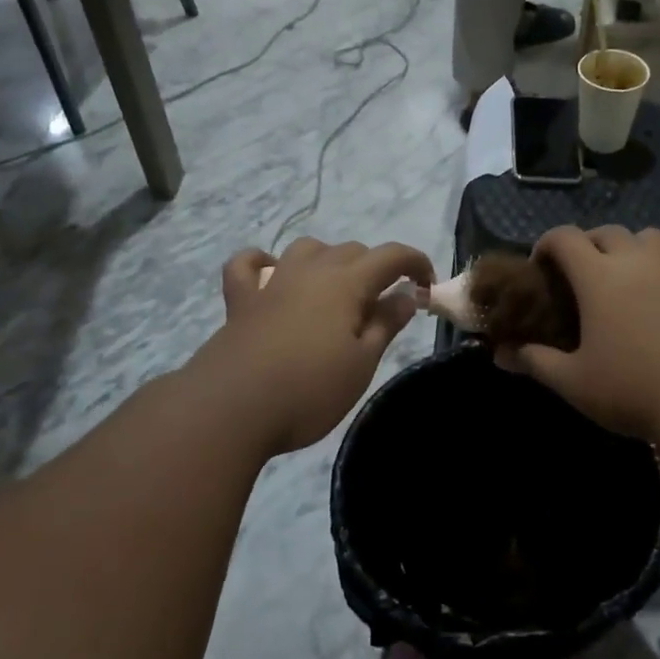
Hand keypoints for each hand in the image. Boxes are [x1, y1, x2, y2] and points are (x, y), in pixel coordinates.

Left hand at [197, 238, 433, 453]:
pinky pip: (248, 265)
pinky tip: (272, 275)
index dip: (416, 263)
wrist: (230, 409)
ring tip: (336, 291)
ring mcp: (271, 283)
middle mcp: (310, 271)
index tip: (428, 287)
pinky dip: (263, 262)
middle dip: (376, 269)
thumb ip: (385, 325)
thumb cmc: (308, 390)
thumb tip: (406, 295)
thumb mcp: (362, 364)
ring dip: (329, 260)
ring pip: (307, 249)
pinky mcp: (240, 301)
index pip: (391, 255)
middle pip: (352, 251)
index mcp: (346, 283)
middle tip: (384, 307)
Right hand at [500, 226, 659, 439]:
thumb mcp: (575, 382)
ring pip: (648, 240)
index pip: (565, 237)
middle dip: (587, 246)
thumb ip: (535, 362)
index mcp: (601, 275)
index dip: (546, 244)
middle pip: (607, 232)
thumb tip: (501, 354)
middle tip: (580, 277)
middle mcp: (640, 260)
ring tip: (624, 284)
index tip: (539, 264)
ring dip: (629, 251)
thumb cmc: (636, 390)